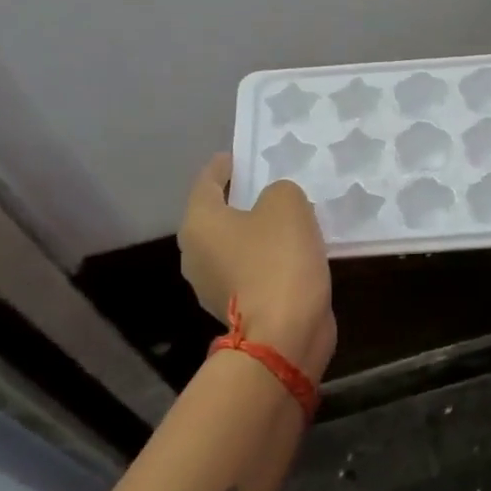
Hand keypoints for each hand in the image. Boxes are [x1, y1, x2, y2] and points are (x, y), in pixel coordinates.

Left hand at [179, 156, 336, 377]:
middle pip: (218, 216)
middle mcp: (196, 253)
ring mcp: (212, 286)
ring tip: (290, 222)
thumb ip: (279, 191)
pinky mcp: (236, 309)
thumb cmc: (279, 259)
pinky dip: (267, 262)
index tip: (241, 156)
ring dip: (258, 234)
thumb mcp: (288, 205)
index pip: (207, 181)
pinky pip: (251, 272)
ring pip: (236, 246)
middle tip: (272, 188)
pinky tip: (294, 256)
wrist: (284, 333)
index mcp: (199, 222)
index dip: (225, 166)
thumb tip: (274, 204)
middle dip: (243, 201)